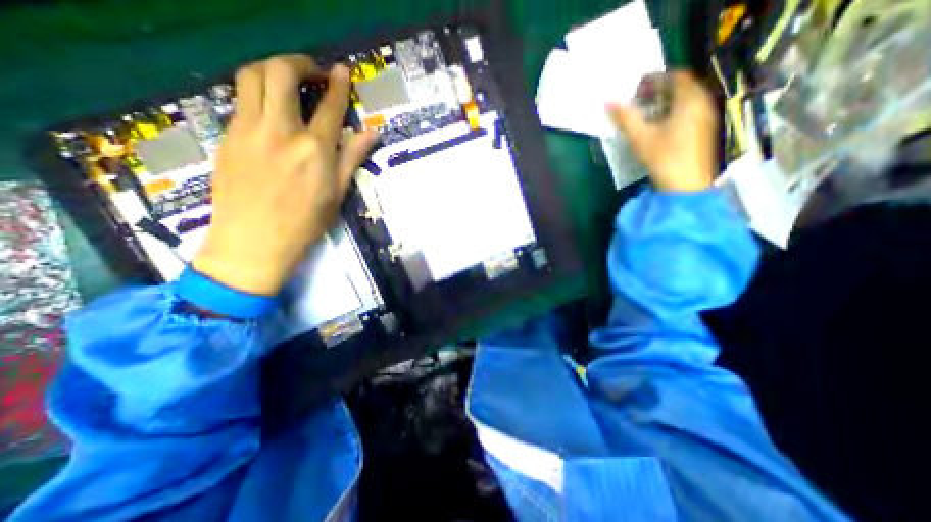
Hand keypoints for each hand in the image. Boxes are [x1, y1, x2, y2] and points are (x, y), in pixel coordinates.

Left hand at [191, 55, 377, 296]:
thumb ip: (352, 157)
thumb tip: (372, 133)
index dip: (337, 84)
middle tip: (312, 70)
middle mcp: (281, 131)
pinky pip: (240, 100)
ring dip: (271, 68)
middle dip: (299, 62)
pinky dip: (257, 93)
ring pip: (251, 76)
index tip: (342, 70)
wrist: (253, 243)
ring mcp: (248, 130)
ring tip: (286, 80)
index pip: (329, 106)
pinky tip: (269, 110)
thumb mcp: (337, 193)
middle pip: (281, 73)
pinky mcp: (227, 136)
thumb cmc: (305, 224)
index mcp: (315, 150)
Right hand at [612, 69, 718, 190]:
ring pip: (686, 99)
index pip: (675, 76)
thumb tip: (608, 102)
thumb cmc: (664, 158)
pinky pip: (689, 111)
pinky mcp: (704, 130)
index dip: (654, 79)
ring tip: (646, 114)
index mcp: (689, 100)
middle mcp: (702, 102)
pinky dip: (673, 111)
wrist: (686, 185)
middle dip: (659, 90)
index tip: (636, 90)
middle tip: (639, 101)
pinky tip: (659, 126)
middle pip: (682, 86)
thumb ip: (625, 118)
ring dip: (665, 101)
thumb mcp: (640, 137)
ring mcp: (706, 117)